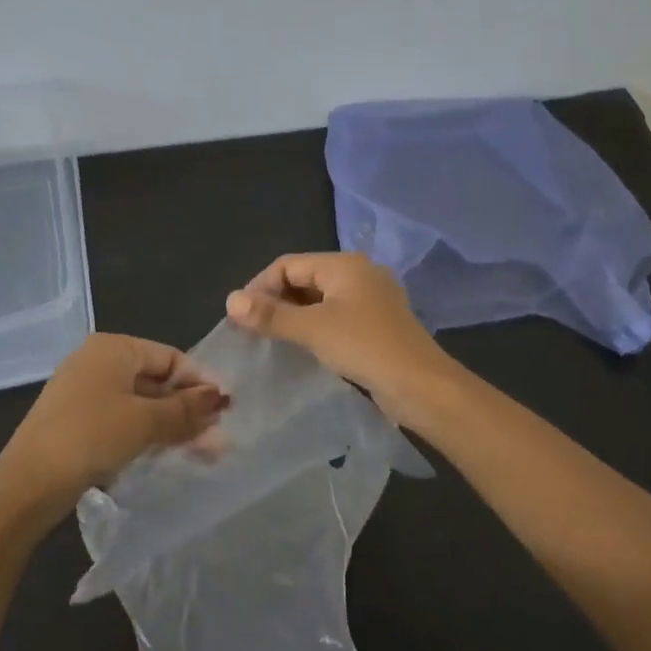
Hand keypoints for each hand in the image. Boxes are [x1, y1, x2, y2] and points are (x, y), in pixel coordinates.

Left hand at [0, 334, 227, 524]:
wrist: (28, 483)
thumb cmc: (92, 436)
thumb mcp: (146, 421)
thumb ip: (186, 408)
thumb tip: (221, 398)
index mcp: (113, 347)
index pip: (170, 357)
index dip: (200, 382)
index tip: (225, 411)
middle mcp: (97, 361)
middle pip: (155, 380)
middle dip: (187, 408)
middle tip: (216, 439)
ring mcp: (83, 391)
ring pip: (139, 403)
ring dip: (170, 425)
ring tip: (200, 453)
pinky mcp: (75, 420)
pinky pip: (121, 419)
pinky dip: (145, 433)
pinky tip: (164, 455)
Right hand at [225, 252, 457, 426]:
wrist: (420, 385)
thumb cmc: (364, 347)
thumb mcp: (312, 329)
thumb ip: (271, 314)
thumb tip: (230, 301)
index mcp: (344, 264)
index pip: (288, 264)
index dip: (260, 287)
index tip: (240, 317)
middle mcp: (359, 273)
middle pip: (304, 278)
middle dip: (276, 301)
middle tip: (252, 330)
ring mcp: (370, 298)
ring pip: (319, 299)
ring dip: (294, 315)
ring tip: (271, 340)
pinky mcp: (376, 322)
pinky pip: (335, 315)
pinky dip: (314, 326)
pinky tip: (302, 347)